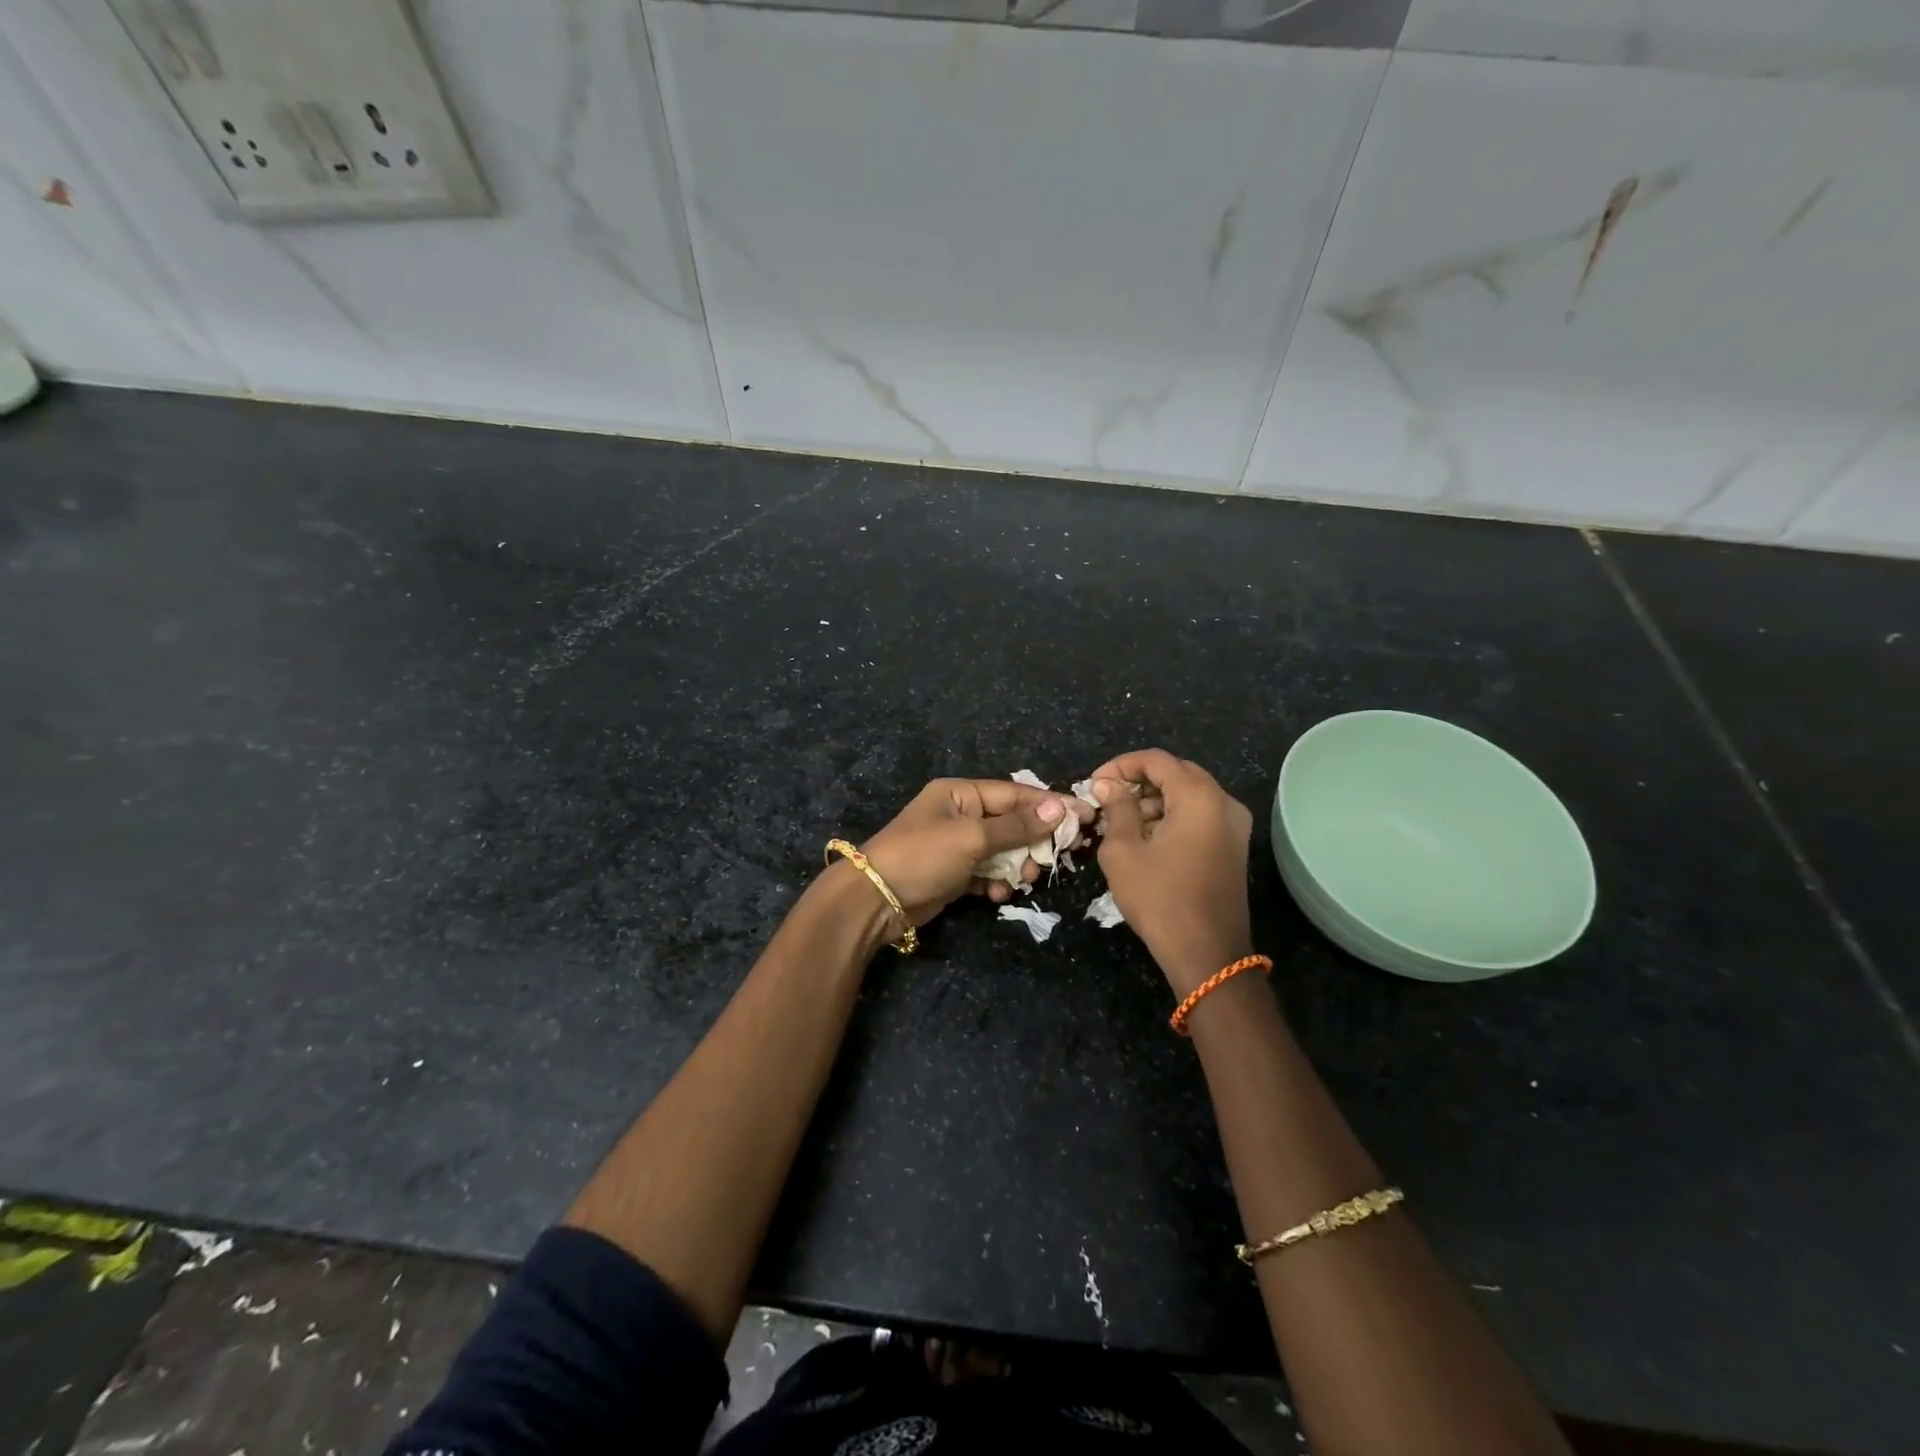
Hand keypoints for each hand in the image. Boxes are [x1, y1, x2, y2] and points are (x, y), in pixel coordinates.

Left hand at [858, 778, 1092, 927]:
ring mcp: (956, 845)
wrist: (875, 900)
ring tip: (1023, 881)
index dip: (1048, 805)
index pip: (1014, 794)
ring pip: (1002, 851)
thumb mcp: (972, 837)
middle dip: (1032, 842)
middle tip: (1052, 860)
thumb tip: (1058, 809)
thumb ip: (1016, 826)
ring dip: (1016, 866)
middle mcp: (959, 814)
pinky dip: (996, 882)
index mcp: (960, 793)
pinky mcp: (953, 873)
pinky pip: (986, 872)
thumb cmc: (923, 856)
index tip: (1081, 816)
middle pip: (1011, 823)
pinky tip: (997, 895)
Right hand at [1090, 749, 1253, 996]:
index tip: (1094, 784)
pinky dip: (1173, 817)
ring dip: (1155, 800)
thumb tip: (1107, 784)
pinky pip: (1201, 815)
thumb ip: (1116, 808)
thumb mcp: (1123, 851)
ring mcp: (1234, 825)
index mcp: (1198, 797)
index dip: (1121, 766)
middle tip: (1107, 800)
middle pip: (1176, 773)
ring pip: (1189, 794)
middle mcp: (1223, 802)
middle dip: (1138, 782)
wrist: (1207, 954)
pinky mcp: (1234, 846)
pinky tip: (1147, 839)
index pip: (1156, 760)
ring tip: (1121, 823)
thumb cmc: (1160, 898)